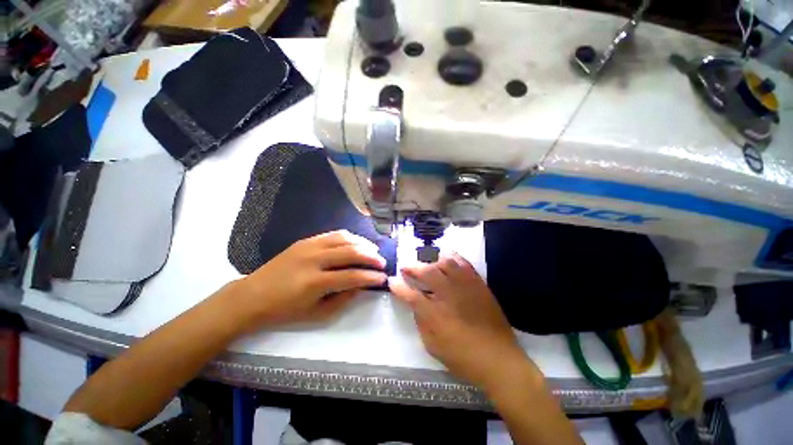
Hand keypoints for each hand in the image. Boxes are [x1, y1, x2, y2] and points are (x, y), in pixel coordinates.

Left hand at [233, 230, 386, 330]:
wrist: (252, 296)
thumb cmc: (284, 311)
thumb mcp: (316, 314)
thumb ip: (343, 298)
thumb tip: (362, 285)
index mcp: (315, 282)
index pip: (352, 276)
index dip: (371, 277)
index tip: (383, 278)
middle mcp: (314, 259)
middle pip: (352, 252)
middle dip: (372, 257)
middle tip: (382, 263)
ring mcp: (309, 246)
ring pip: (344, 238)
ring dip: (363, 243)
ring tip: (373, 250)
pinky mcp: (306, 240)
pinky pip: (333, 234)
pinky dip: (349, 237)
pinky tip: (356, 242)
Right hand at [390, 253, 530, 388]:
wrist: (499, 359)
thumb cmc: (463, 357)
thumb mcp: (433, 346)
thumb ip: (421, 322)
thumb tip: (416, 305)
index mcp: (435, 314)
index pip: (410, 295)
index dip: (398, 287)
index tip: (391, 281)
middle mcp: (449, 295)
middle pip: (427, 272)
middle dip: (412, 268)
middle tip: (405, 268)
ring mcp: (465, 287)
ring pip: (446, 263)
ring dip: (432, 261)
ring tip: (427, 265)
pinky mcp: (478, 284)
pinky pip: (464, 264)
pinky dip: (453, 258)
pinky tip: (447, 259)